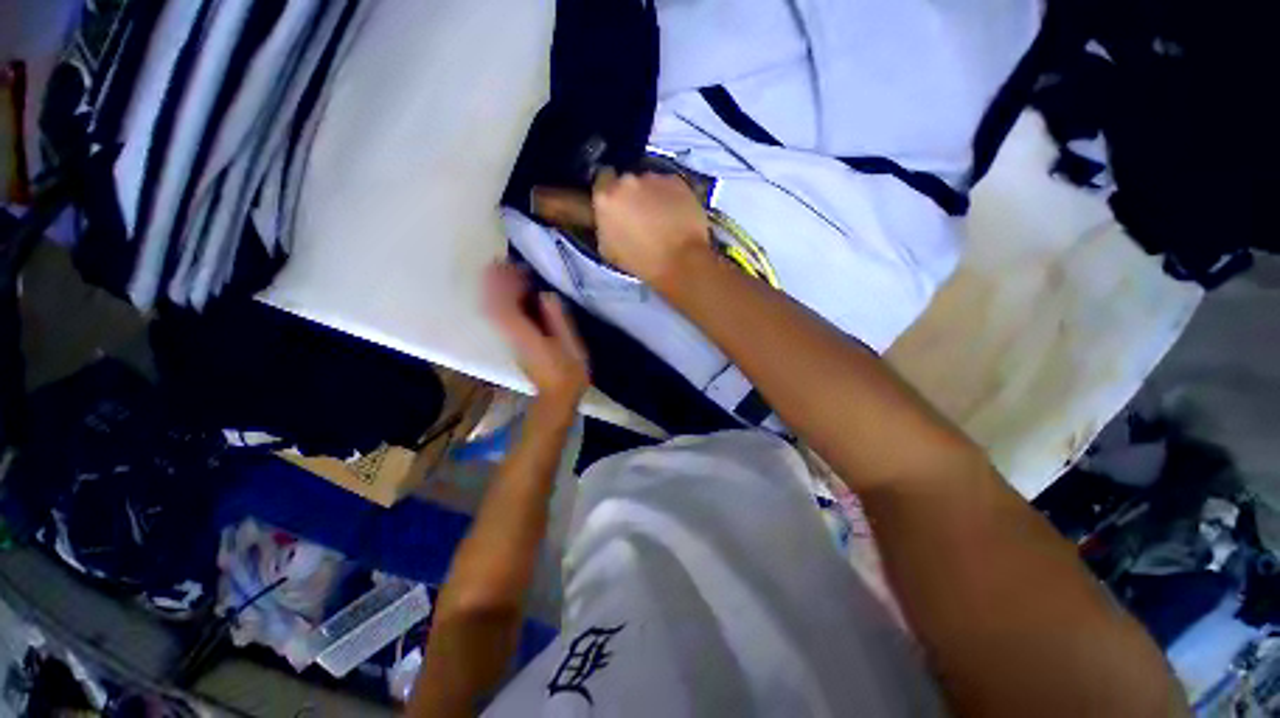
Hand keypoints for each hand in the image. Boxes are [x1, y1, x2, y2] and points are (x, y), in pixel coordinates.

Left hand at [483, 263, 589, 407]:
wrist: (557, 398)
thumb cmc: (568, 373)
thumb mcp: (571, 346)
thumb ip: (558, 320)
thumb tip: (546, 296)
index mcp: (525, 335)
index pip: (505, 305)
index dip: (503, 283)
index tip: (510, 265)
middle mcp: (511, 336)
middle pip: (493, 305)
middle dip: (493, 282)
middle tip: (501, 262)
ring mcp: (509, 341)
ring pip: (493, 312)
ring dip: (495, 291)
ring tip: (504, 273)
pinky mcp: (513, 344)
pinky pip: (500, 318)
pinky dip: (501, 303)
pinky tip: (512, 295)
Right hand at [592, 172, 711, 290]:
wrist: (680, 260)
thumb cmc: (642, 261)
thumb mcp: (608, 250)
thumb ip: (604, 225)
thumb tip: (608, 219)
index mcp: (605, 198)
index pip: (601, 181)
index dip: (610, 194)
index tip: (617, 206)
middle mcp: (627, 181)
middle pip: (626, 181)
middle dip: (631, 195)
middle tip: (640, 215)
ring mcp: (653, 178)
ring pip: (648, 182)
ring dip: (651, 195)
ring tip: (661, 217)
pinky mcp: (676, 180)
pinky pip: (668, 185)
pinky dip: (670, 196)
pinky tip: (675, 215)